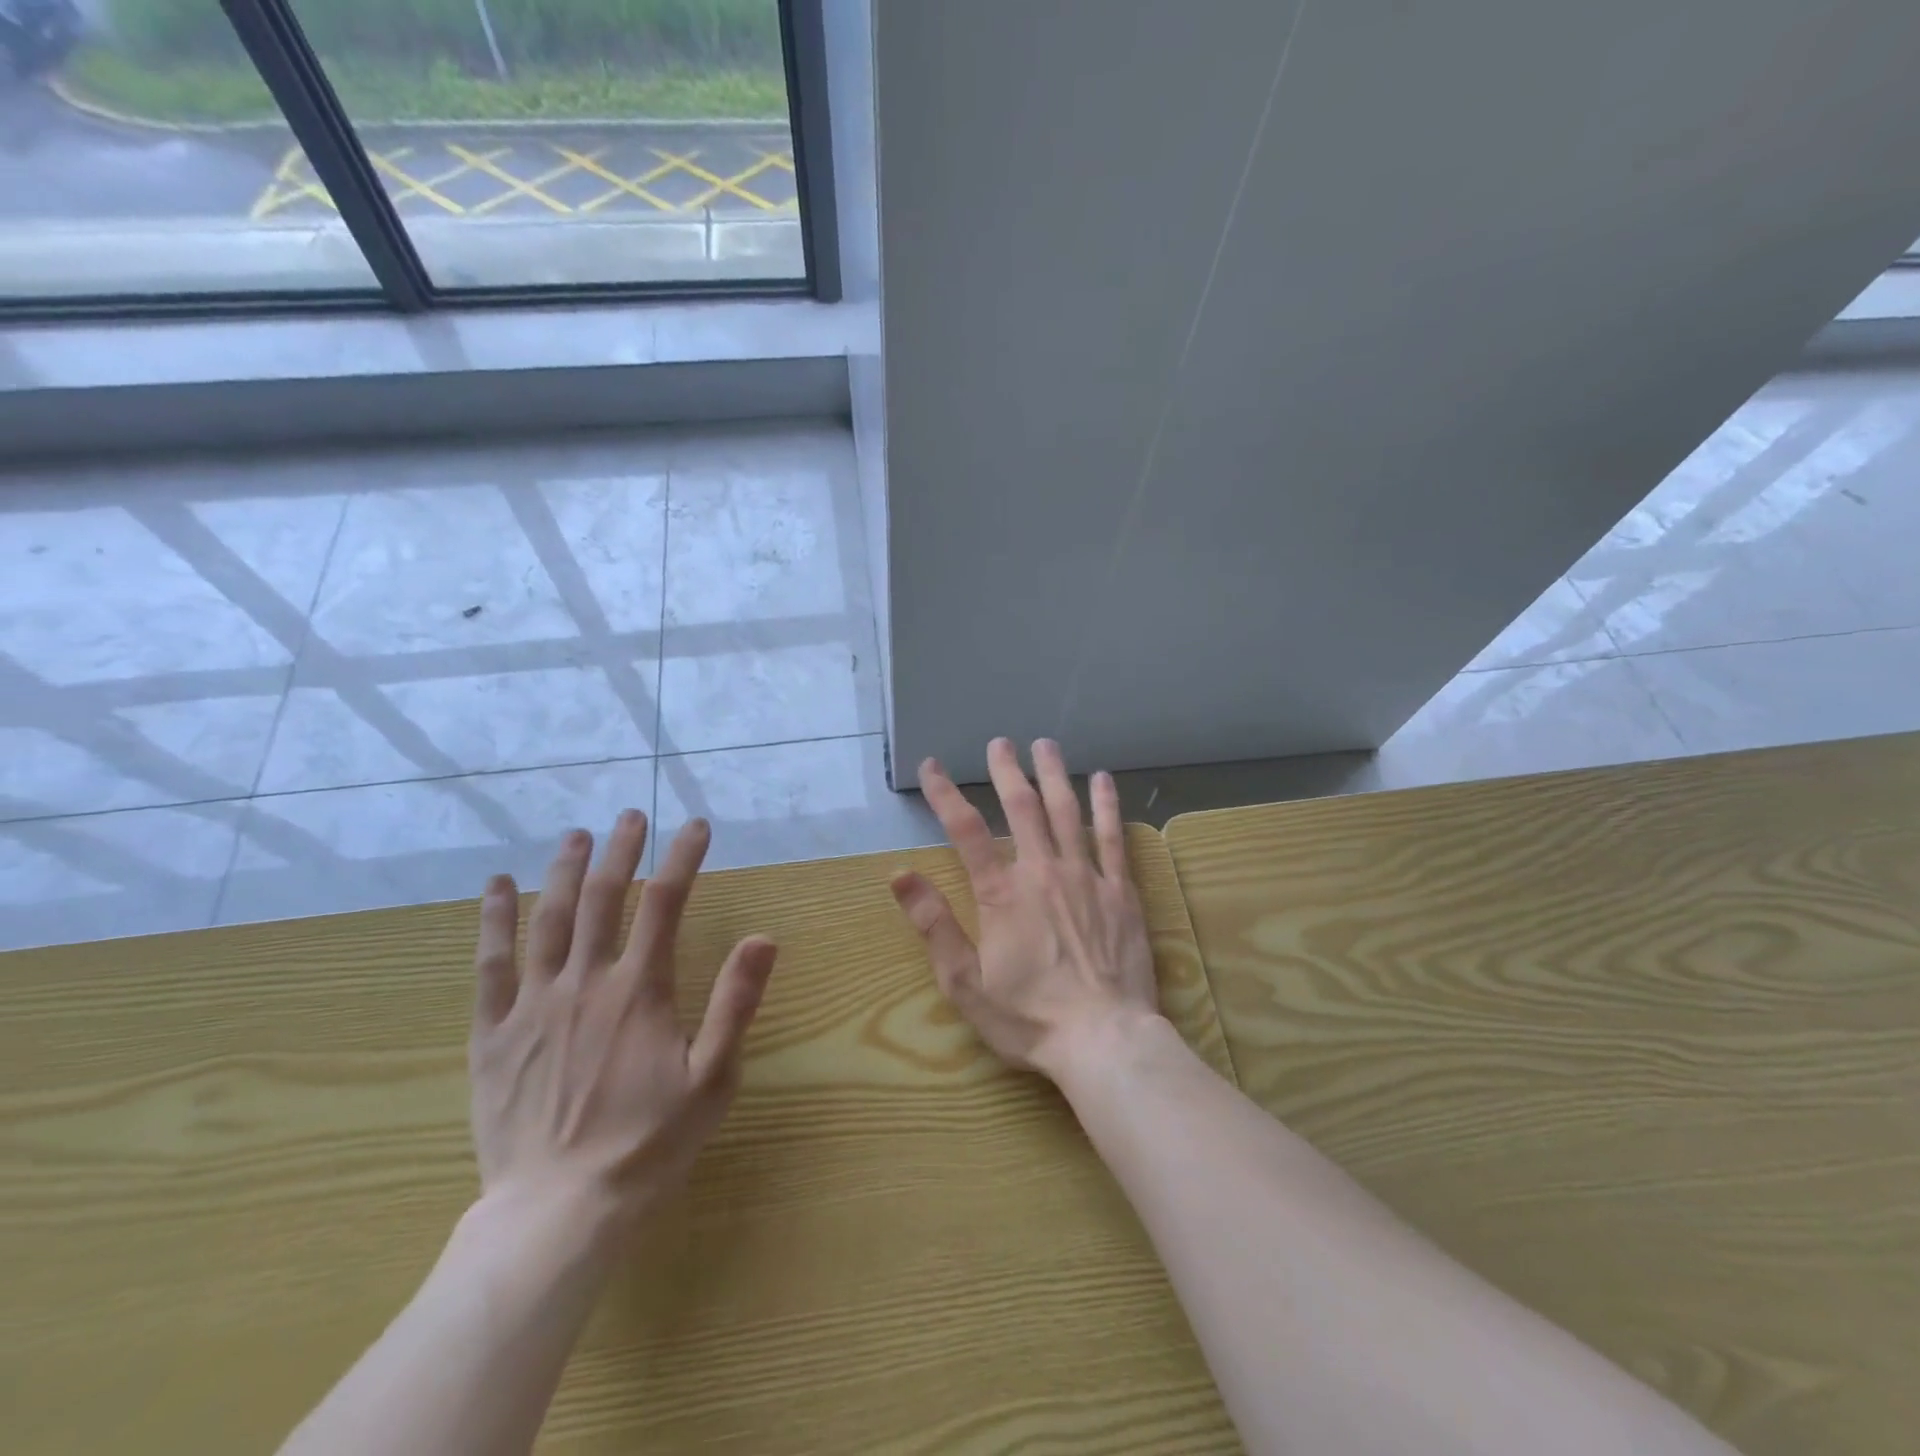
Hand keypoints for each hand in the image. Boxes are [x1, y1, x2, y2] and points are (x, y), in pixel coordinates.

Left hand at [468, 811, 777, 1244]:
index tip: (696, 826)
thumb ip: (735, 1003)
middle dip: (621, 850)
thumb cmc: (648, 1143)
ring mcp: (533, 1004)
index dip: (683, 858)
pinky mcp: (493, 1033)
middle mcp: (586, 982)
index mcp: (639, 991)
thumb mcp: (712, 1077)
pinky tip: (497, 887)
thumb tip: (763, 938)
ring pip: (549, 919)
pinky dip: (492, 921)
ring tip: (578, 834)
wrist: (559, 1211)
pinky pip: (490, 965)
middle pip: (604, 898)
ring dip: (565, 871)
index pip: (665, 903)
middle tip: (631, 816)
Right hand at [890, 737, 1161, 1082]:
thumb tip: (900, 875)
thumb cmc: (1029, 1017)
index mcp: (1002, 893)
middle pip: (1021, 807)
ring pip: (1067, 811)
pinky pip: (1112, 837)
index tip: (932, 766)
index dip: (945, 794)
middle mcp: (1042, 871)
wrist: (1104, 1039)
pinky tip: (1102, 780)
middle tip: (999, 742)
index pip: (966, 830)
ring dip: (1054, 774)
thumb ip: (934, 924)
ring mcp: (1086, 877)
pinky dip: (1106, 805)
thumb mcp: (964, 982)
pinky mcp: (1121, 891)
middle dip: (1006, 770)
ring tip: (1045, 745)